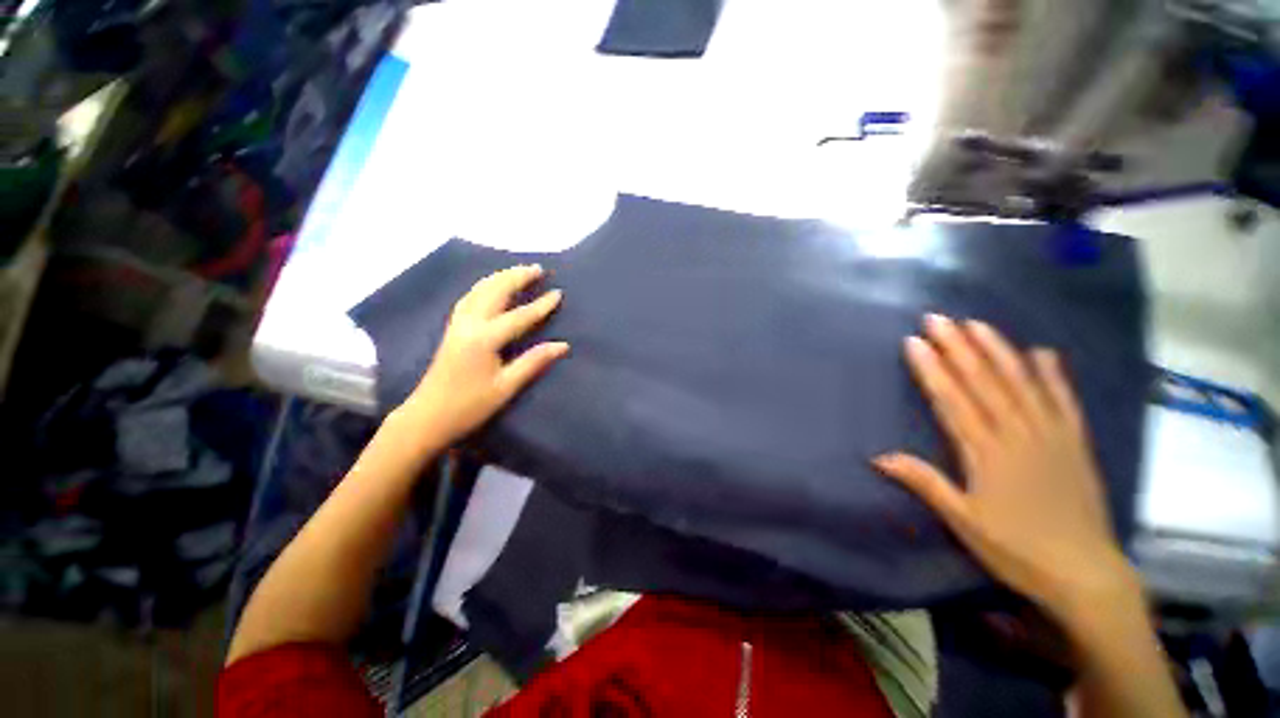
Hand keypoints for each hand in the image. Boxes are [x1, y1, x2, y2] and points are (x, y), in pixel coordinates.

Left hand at [400, 264, 568, 445]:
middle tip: (538, 268)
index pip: (519, 316)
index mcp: (484, 339)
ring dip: (500, 277)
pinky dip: (484, 286)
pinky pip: (469, 298)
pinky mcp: (452, 329)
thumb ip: (534, 362)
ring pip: (479, 291)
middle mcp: (468, 324)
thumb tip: (563, 345)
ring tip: (518, 271)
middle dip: (517, 277)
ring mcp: (457, 325)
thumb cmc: (469, 406)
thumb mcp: (506, 387)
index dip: (540, 305)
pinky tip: (491, 287)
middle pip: (494, 291)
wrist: (427, 417)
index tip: (558, 293)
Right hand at [873, 315, 1138, 621]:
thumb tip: (879, 457)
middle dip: (958, 348)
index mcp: (988, 455)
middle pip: (985, 384)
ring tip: (977, 324)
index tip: (915, 342)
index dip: (933, 370)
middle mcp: (1020, 436)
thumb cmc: (1017, 550)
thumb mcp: (964, 522)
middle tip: (938, 319)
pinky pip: (1064, 403)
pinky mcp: (1076, 445)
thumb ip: (926, 483)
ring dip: (998, 351)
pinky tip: (1042, 353)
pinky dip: (1053, 376)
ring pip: (1022, 384)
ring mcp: (1053, 437)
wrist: (1086, 575)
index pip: (954, 401)